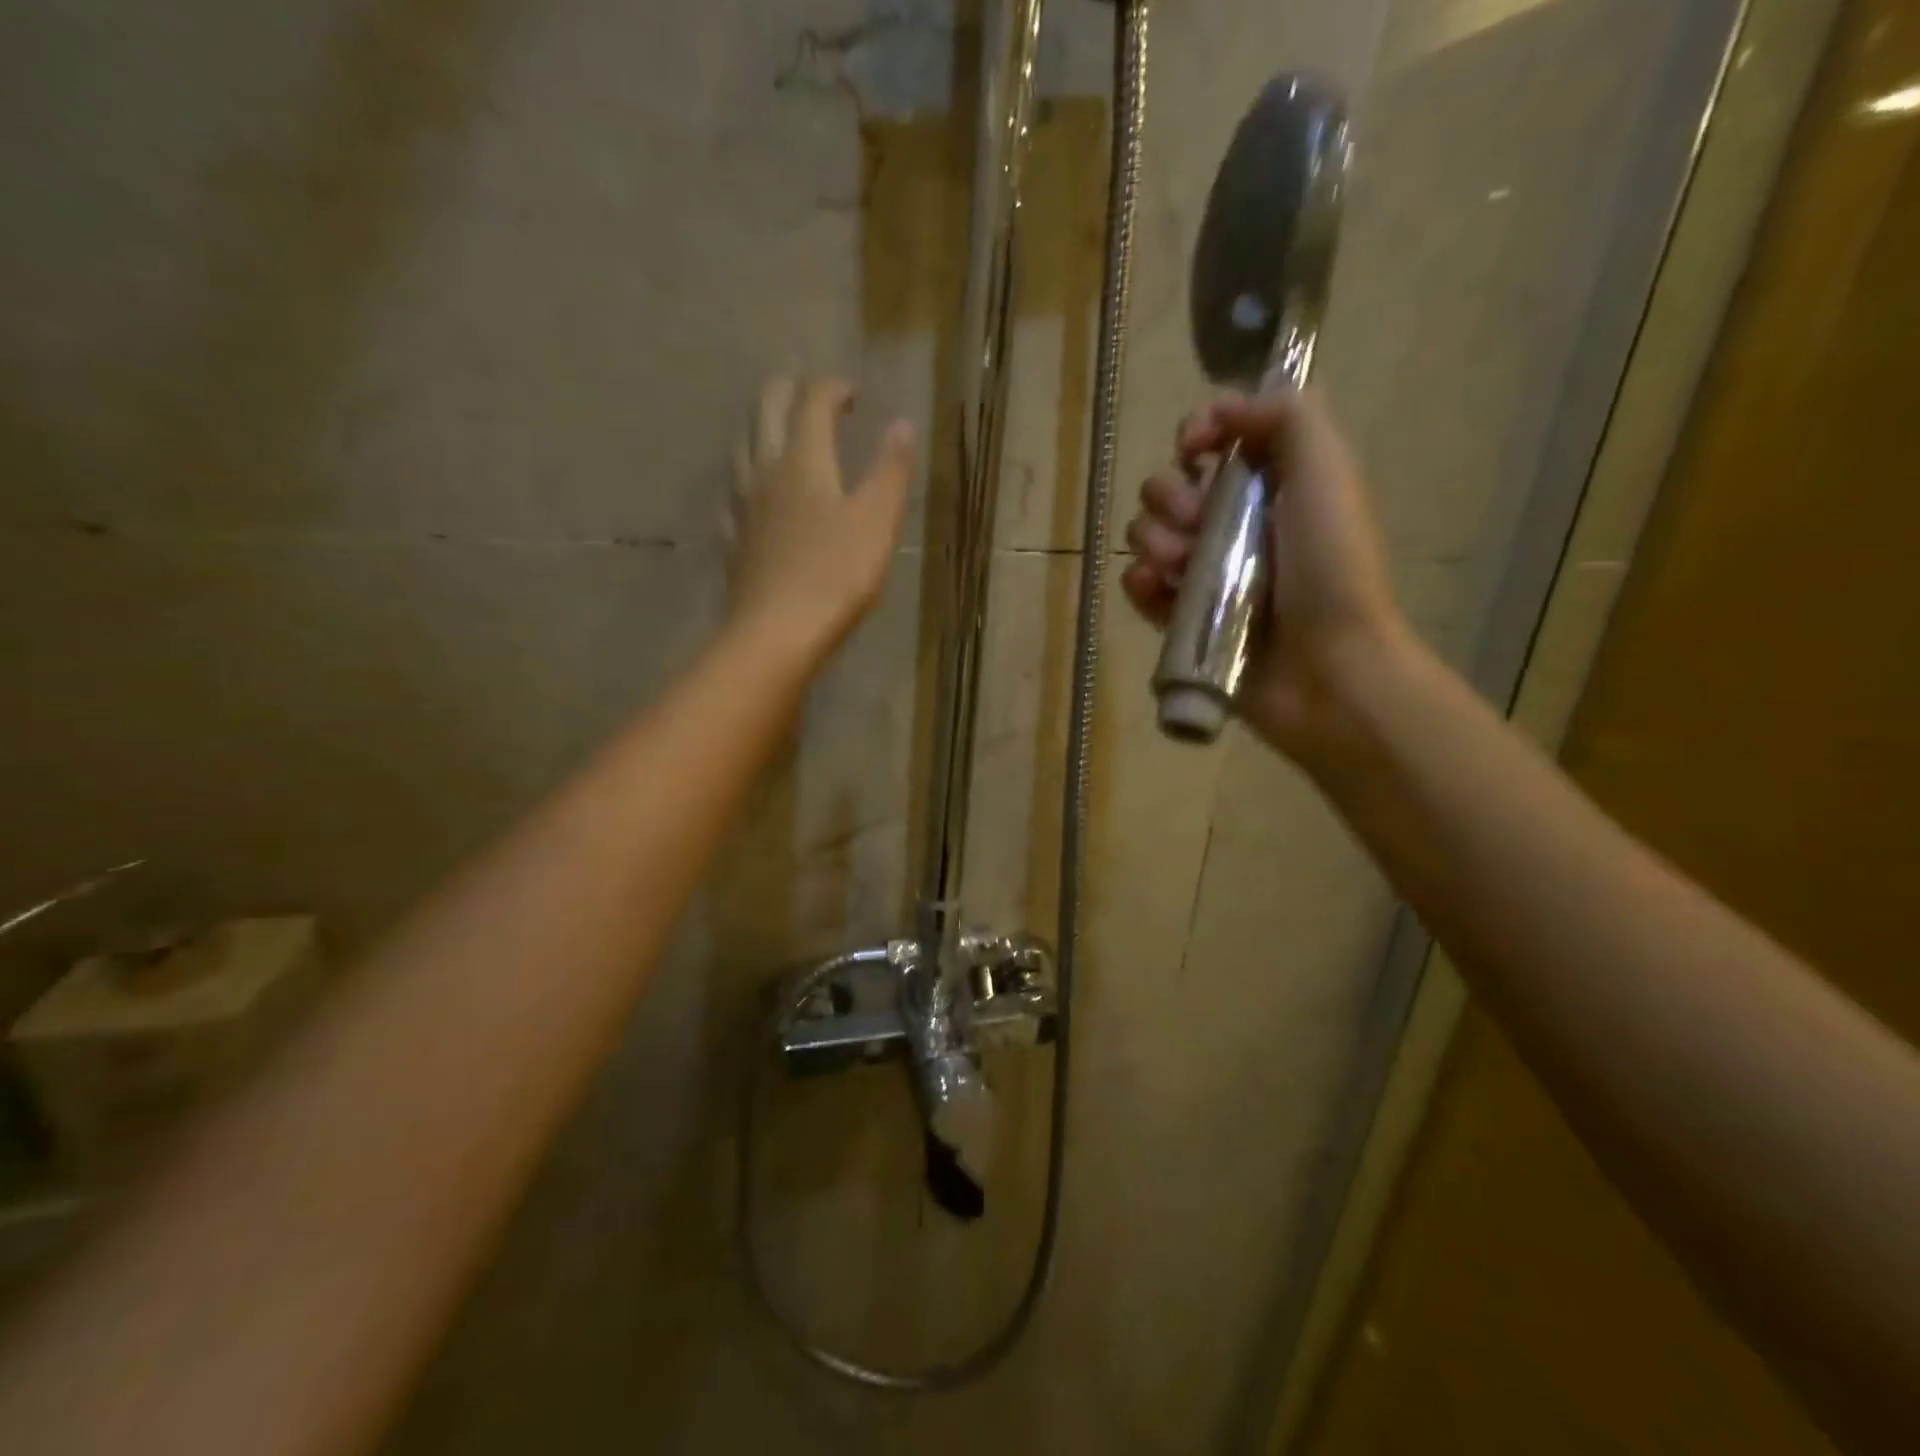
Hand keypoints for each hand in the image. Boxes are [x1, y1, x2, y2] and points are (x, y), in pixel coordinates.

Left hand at [729, 376, 915, 660]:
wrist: (777, 633)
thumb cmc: (836, 576)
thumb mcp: (878, 522)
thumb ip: (891, 471)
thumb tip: (902, 423)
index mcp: (804, 462)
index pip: (813, 404)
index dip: (832, 388)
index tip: (852, 392)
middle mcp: (766, 473)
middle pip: (765, 413)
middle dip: (786, 391)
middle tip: (806, 390)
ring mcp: (742, 508)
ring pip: (742, 449)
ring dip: (759, 428)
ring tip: (775, 431)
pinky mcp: (733, 541)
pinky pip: (732, 497)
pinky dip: (744, 481)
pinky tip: (749, 496)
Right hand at [1121, 386, 1405, 756]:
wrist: (1326, 667)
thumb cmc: (1330, 566)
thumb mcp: (1326, 470)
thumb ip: (1284, 416)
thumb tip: (1222, 411)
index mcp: (1270, 484)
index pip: (1214, 439)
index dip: (1196, 433)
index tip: (1194, 447)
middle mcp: (1235, 524)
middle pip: (1170, 487)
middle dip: (1171, 497)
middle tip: (1199, 525)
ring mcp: (1206, 574)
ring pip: (1149, 535)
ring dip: (1155, 540)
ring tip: (1183, 565)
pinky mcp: (1184, 619)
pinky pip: (1141, 587)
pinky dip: (1140, 582)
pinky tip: (1154, 586)